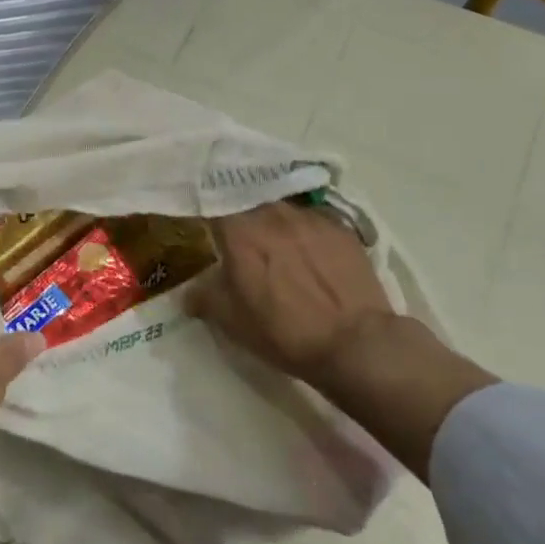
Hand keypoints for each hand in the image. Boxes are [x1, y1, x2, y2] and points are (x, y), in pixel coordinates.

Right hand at [189, 201, 495, 481]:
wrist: (355, 343)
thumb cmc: (283, 332)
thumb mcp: (231, 322)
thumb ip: (204, 297)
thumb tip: (189, 293)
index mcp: (240, 230)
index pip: (212, 203)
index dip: (206, 211)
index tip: (203, 224)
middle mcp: (273, 212)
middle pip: (248, 200)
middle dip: (240, 214)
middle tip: (238, 236)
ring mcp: (310, 217)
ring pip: (281, 208)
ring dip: (273, 221)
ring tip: (276, 243)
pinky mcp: (342, 227)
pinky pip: (313, 220)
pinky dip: (305, 231)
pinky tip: (310, 253)